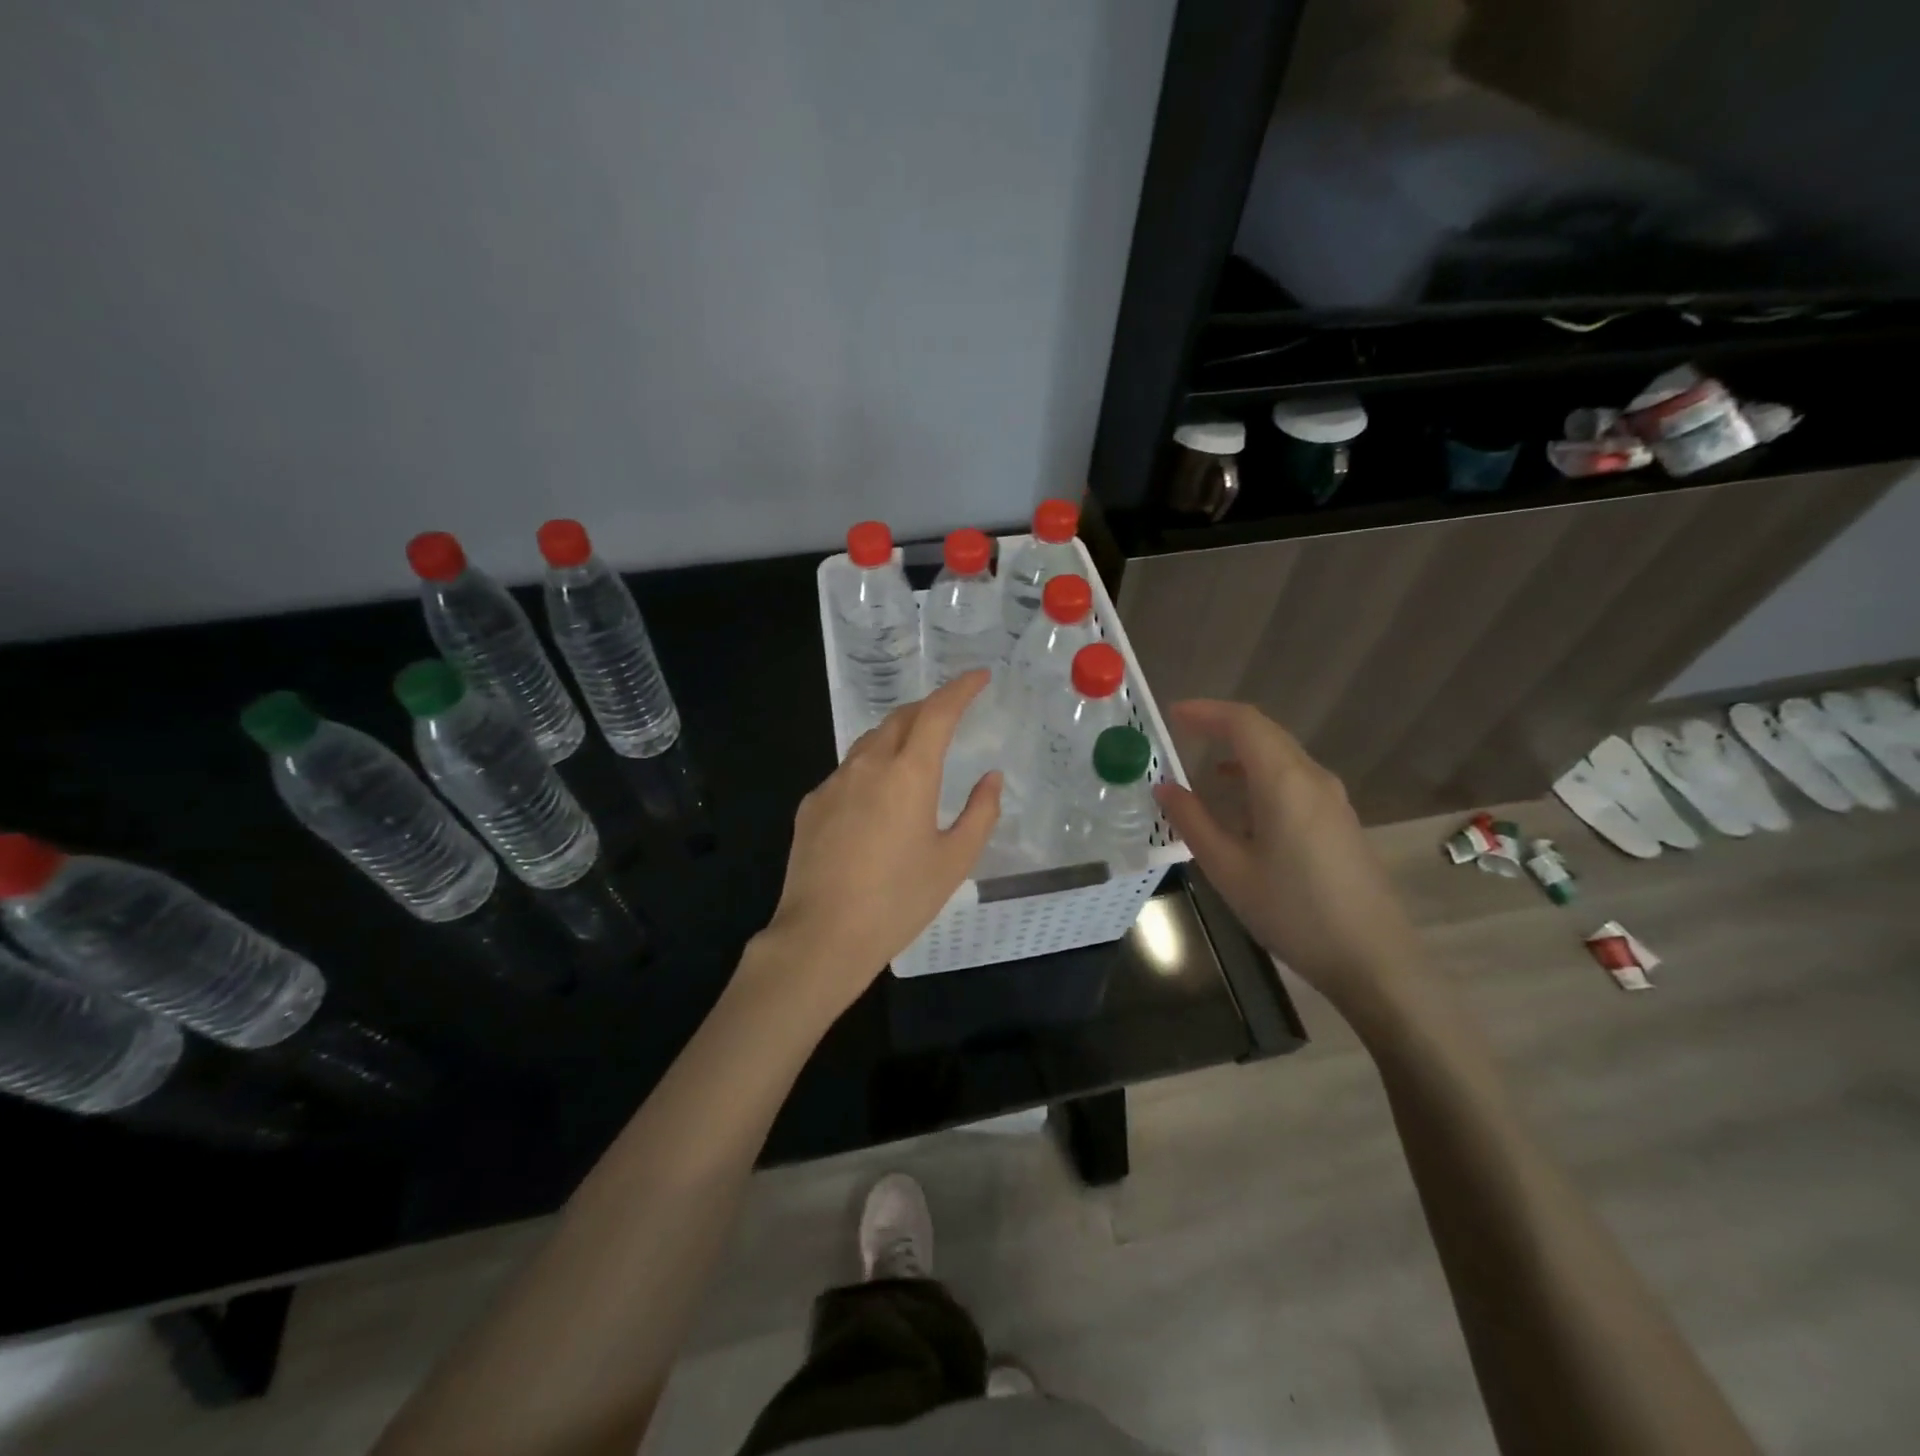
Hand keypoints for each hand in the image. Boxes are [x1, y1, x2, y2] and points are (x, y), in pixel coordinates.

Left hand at [756, 672, 1001, 1020]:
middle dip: (928, 707)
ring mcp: (833, 783)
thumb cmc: (899, 900)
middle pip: (900, 718)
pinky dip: (870, 768)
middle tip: (950, 715)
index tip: (978, 677)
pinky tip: (876, 800)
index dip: (960, 689)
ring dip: (897, 736)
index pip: (937, 712)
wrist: (822, 936)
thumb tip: (991, 778)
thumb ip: (980, 812)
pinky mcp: (811, 805)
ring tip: (915, 752)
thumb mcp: (954, 861)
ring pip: (870, 742)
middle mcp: (868, 765)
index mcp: (909, 774)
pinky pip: (847, 772)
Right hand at [1154, 701, 1423, 1020]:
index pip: (1243, 723)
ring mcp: (1332, 799)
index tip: (1172, 715)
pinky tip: (1242, 806)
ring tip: (1204, 772)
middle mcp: (1312, 778)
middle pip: (1265, 733)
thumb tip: (1164, 787)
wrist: (1374, 959)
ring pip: (1282, 756)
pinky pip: (1295, 779)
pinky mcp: (1340, 820)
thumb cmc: (1293, 912)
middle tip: (1182, 736)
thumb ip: (1193, 821)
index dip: (1206, 712)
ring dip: (1242, 753)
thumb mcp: (1229, 869)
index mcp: (1284, 782)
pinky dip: (1261, 775)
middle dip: (1222, 727)